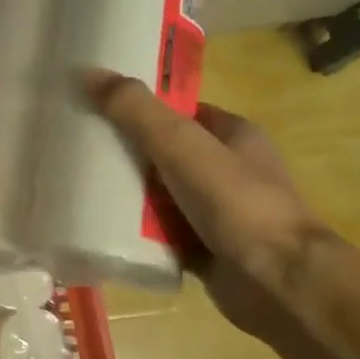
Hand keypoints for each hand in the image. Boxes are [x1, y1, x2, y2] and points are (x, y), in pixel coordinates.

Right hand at [86, 72, 324, 335]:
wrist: (280, 285)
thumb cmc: (236, 202)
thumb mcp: (181, 144)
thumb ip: (136, 110)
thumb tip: (89, 73)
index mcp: (233, 135)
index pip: (179, 110)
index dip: (140, 107)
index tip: (97, 107)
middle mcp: (228, 170)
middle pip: (165, 152)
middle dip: (127, 152)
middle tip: (79, 149)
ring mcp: (217, 212)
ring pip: (160, 194)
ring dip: (128, 195)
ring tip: (80, 186)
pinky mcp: (205, 249)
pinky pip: (160, 233)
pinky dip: (137, 232)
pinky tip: (102, 227)